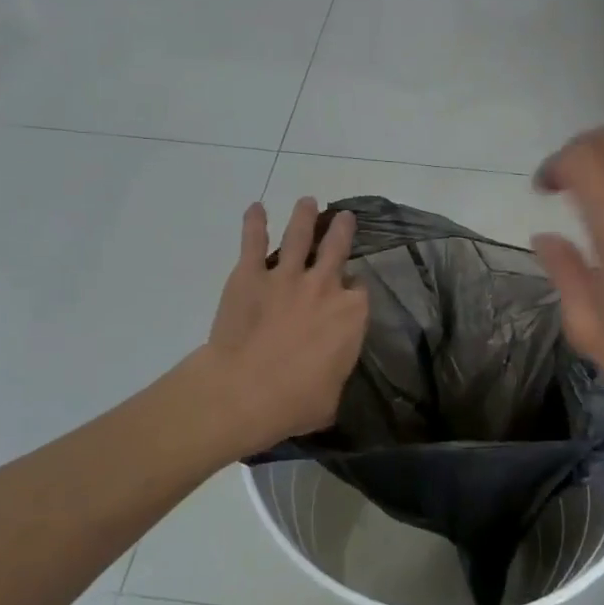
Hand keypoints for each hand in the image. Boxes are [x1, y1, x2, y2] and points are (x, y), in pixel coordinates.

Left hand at [203, 198, 368, 451]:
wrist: (244, 392)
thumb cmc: (295, 403)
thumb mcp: (330, 398)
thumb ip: (334, 375)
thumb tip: (325, 378)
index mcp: (351, 315)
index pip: (359, 292)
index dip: (353, 291)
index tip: (348, 292)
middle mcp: (324, 287)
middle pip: (337, 249)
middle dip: (342, 231)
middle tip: (344, 217)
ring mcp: (286, 277)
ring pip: (299, 236)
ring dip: (304, 217)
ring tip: (307, 202)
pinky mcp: (249, 276)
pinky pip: (253, 242)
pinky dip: (254, 223)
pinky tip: (255, 207)